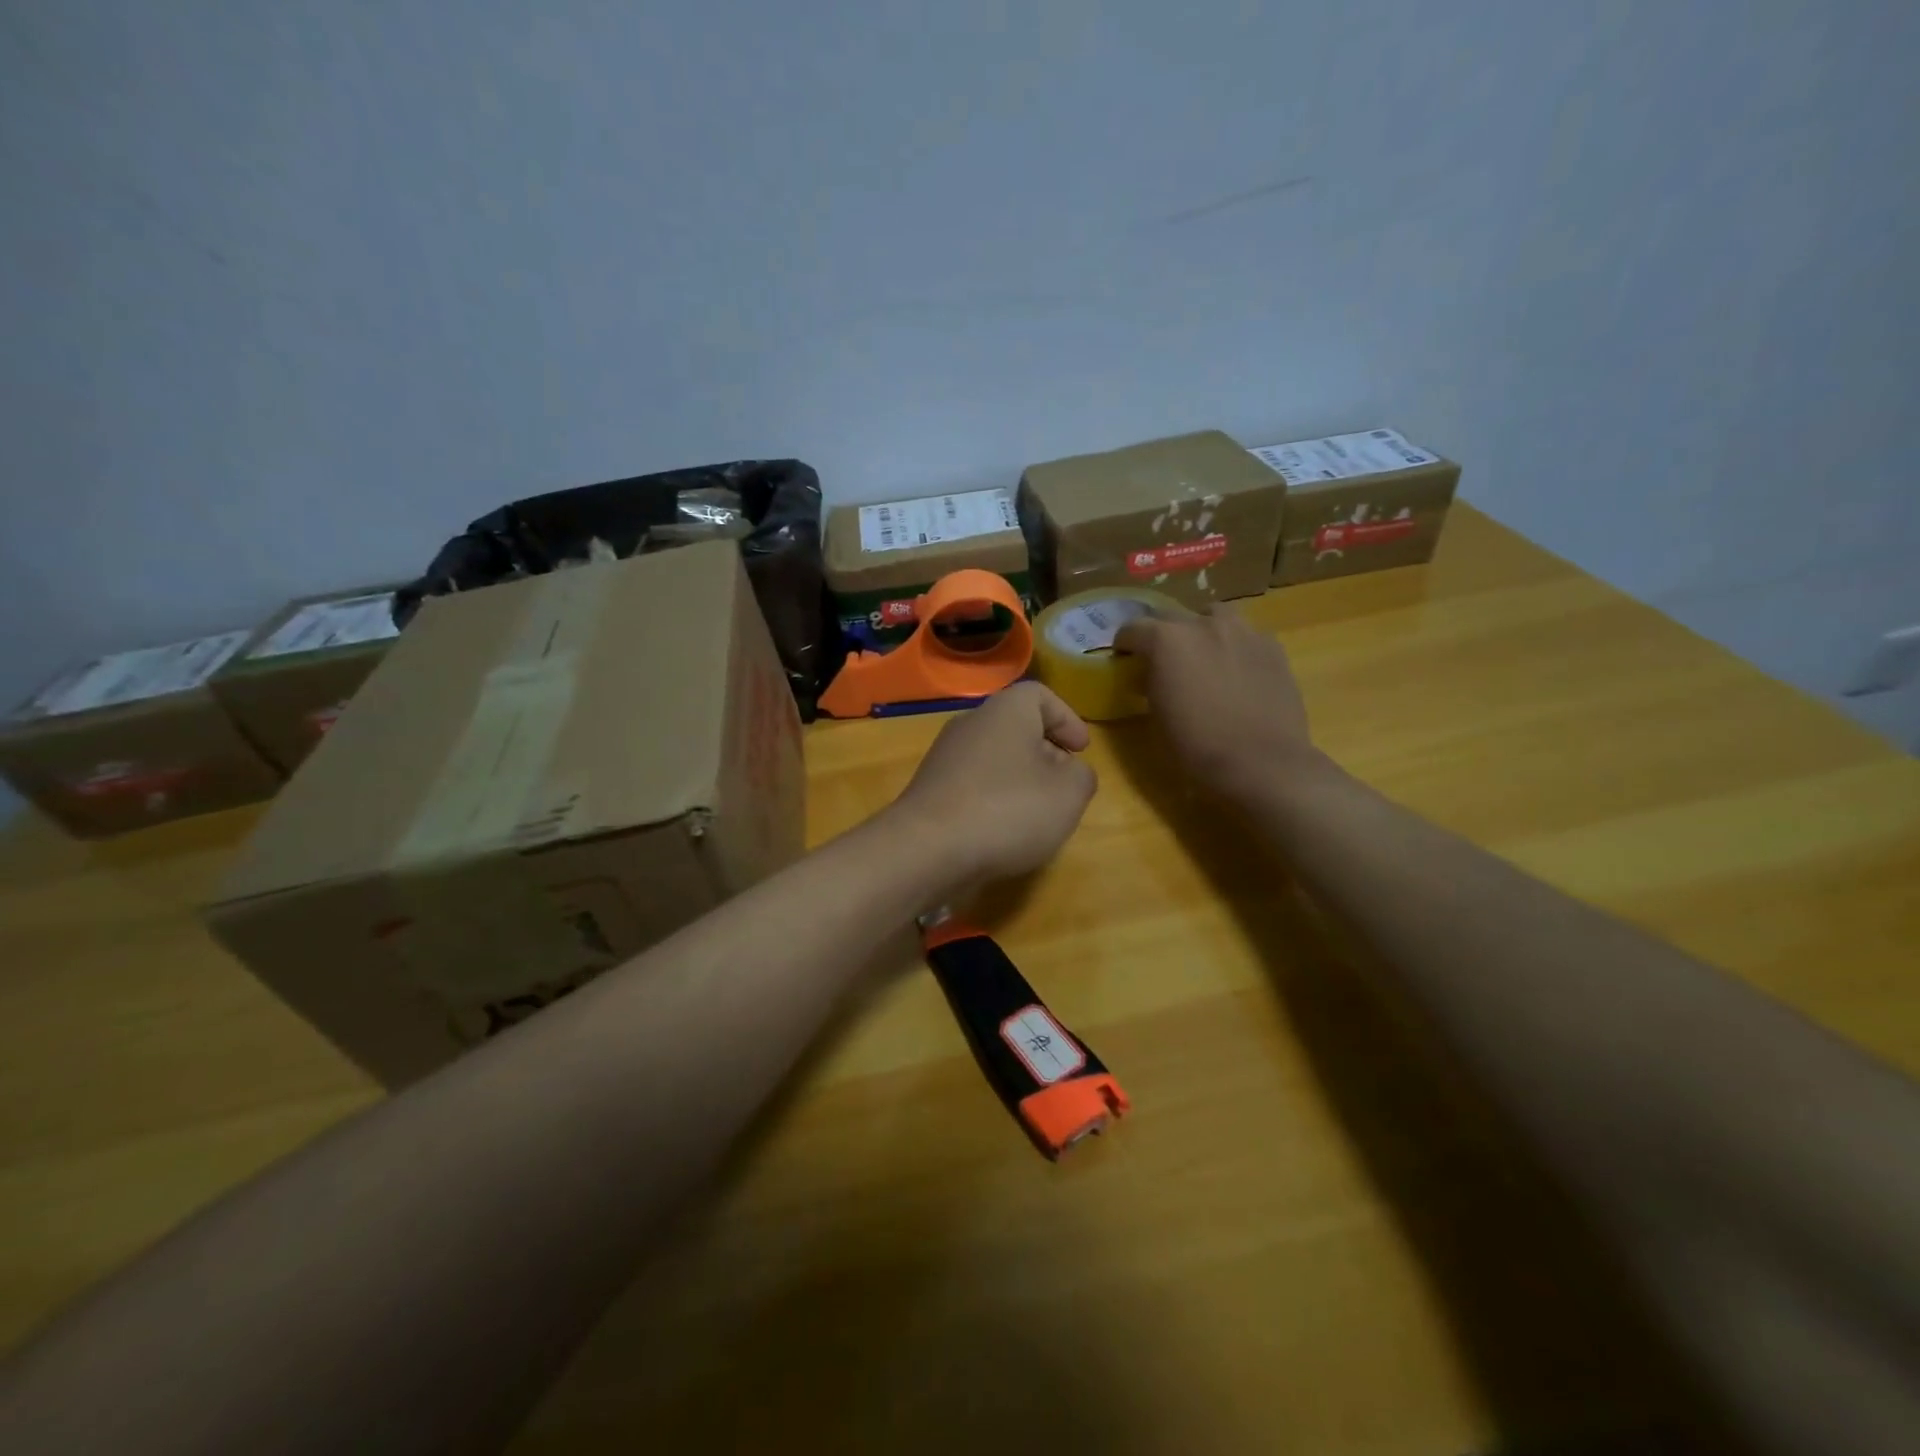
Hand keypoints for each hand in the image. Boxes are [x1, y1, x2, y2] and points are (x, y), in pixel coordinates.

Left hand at [888, 682, 1097, 884]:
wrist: (927, 849)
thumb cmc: (1008, 810)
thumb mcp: (1069, 794)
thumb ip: (1081, 776)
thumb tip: (1071, 773)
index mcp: (1005, 711)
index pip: (1040, 695)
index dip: (1067, 718)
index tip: (1081, 750)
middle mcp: (971, 724)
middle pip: (1016, 727)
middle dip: (1046, 753)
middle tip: (1065, 784)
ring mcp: (945, 758)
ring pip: (994, 758)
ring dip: (1020, 780)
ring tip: (1038, 814)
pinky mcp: (931, 791)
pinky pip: (973, 785)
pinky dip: (993, 800)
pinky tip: (1003, 831)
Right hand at [1114, 608, 1315, 800]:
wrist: (1262, 761)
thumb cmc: (1198, 745)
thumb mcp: (1157, 714)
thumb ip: (1151, 682)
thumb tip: (1151, 674)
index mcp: (1166, 640)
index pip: (1133, 629)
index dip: (1125, 645)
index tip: (1125, 659)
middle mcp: (1202, 624)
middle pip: (1171, 617)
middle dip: (1162, 635)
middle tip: (1163, 660)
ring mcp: (1242, 631)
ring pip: (1213, 616)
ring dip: (1202, 630)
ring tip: (1203, 655)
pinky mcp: (1271, 646)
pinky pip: (1244, 635)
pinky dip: (1233, 646)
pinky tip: (1236, 670)